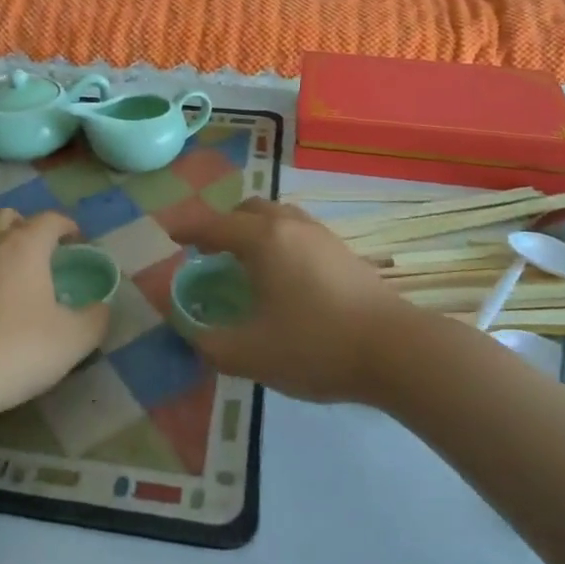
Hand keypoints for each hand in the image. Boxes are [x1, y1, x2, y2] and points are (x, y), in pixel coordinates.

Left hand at [0, 210, 109, 423]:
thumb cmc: (13, 350)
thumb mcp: (71, 342)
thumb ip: (94, 321)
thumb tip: (102, 309)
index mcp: (24, 248)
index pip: (48, 220)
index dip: (66, 225)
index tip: (76, 238)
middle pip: (6, 219)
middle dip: (26, 227)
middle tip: (41, 252)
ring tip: (15, 286)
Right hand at [163, 197, 409, 403]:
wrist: (394, 349)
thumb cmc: (315, 346)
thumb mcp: (251, 354)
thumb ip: (210, 343)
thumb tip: (189, 330)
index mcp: (262, 239)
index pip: (215, 225)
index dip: (188, 229)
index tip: (170, 234)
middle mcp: (289, 225)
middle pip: (248, 209)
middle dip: (223, 224)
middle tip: (208, 251)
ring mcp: (320, 234)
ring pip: (277, 215)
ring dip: (253, 228)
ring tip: (245, 260)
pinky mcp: (342, 250)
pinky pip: (297, 229)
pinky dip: (277, 238)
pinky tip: (283, 273)